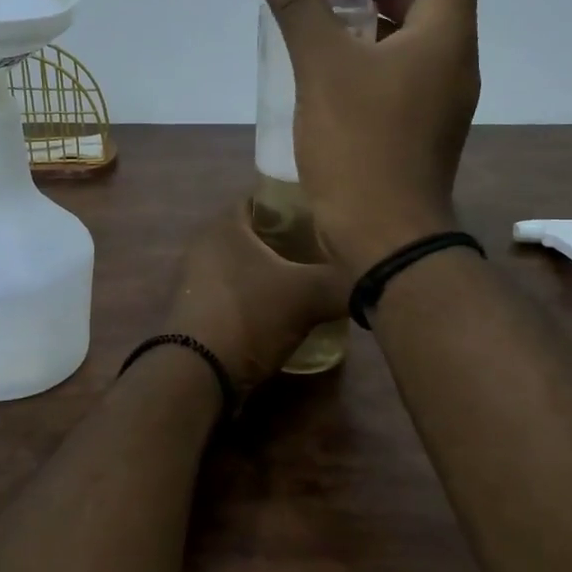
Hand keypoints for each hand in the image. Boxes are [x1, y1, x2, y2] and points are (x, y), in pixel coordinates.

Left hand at [164, 205, 348, 390]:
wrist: (198, 373)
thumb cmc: (250, 316)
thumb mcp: (308, 295)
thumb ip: (343, 282)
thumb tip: (374, 280)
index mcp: (225, 224)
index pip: (265, 198)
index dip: (296, 203)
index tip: (326, 215)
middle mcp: (205, 244)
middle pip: (257, 234)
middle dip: (290, 241)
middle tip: (326, 250)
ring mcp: (196, 279)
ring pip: (246, 265)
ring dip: (274, 273)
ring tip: (312, 282)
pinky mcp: (197, 310)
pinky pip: (236, 293)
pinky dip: (259, 298)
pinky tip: (286, 312)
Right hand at [252, 0, 481, 275]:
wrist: (386, 237)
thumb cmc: (359, 147)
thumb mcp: (323, 69)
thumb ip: (299, 6)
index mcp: (444, 34)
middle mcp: (454, 58)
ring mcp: (443, 96)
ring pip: (415, 34)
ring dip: (372, 17)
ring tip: (320, 23)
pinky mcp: (424, 124)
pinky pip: (404, 70)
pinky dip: (372, 55)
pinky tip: (329, 72)